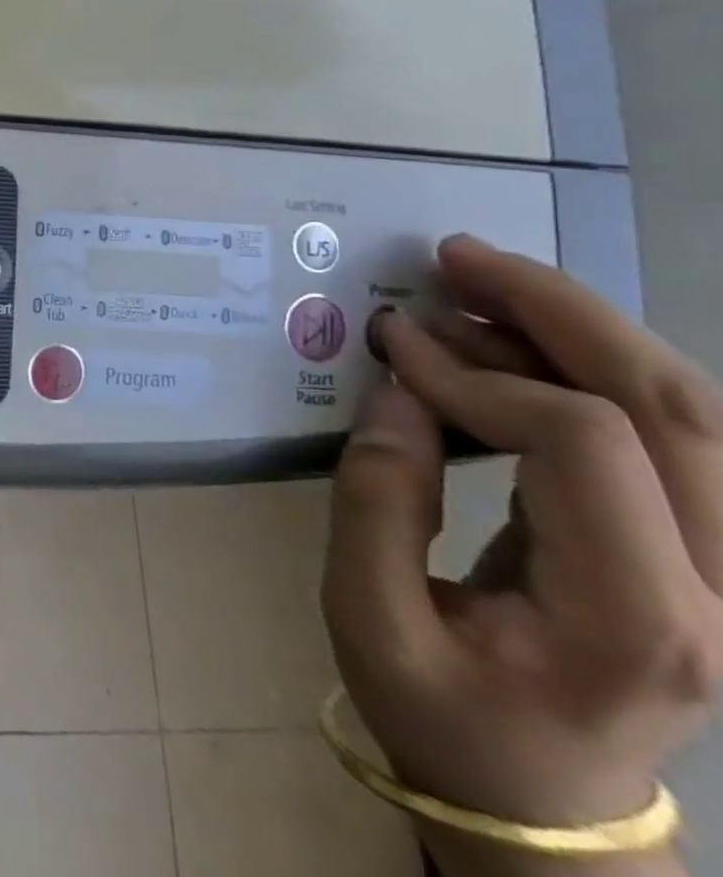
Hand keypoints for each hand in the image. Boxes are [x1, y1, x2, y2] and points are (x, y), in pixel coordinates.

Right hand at [323, 235, 722, 867]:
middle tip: (456, 257)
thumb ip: (379, 498)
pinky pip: (671, 431)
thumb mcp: (368, 611)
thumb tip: (401, 390)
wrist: (538, 797)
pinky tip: (518, 339)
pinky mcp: (709, 550)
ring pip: (692, 408)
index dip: (476, 373)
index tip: (390, 345)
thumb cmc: (439, 711)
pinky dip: (589, 365)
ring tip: (478, 283)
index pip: (585, 444)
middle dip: (558, 311)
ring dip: (580, 327)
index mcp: (639, 620)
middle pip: (677, 407)